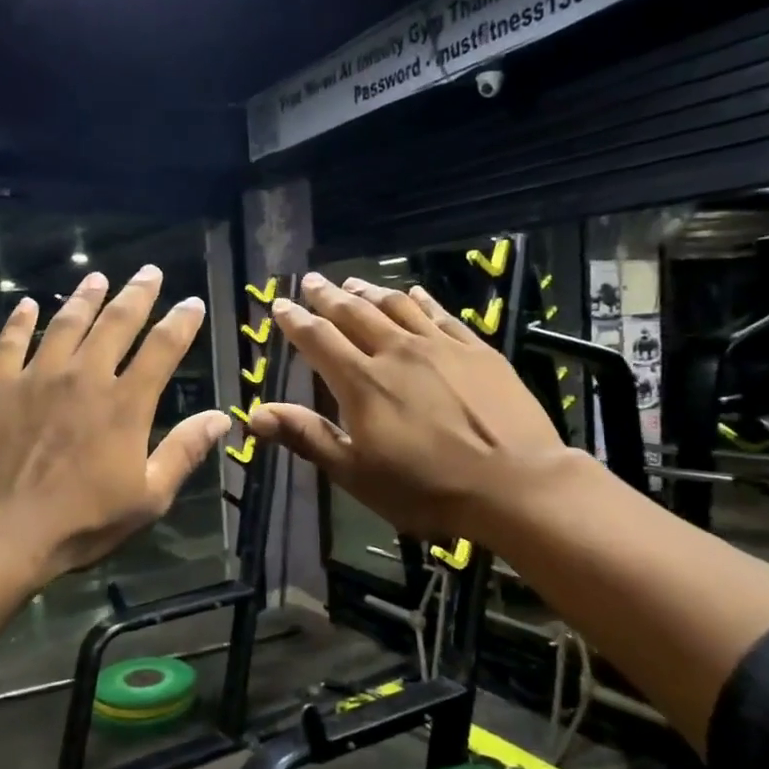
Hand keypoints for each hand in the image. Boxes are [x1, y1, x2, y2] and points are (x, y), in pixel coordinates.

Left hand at [0, 265, 229, 583]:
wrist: (0, 529)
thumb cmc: (82, 521)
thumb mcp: (148, 497)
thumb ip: (184, 451)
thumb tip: (222, 417)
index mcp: (126, 404)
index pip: (162, 349)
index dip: (180, 322)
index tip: (192, 302)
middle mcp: (85, 377)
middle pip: (117, 323)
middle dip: (137, 294)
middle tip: (150, 272)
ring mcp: (38, 377)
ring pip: (67, 323)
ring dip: (85, 297)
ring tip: (97, 278)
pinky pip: (11, 342)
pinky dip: (21, 320)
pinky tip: (27, 305)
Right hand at [249, 272, 565, 545]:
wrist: (514, 484)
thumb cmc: (426, 487)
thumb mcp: (356, 472)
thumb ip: (307, 436)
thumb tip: (254, 414)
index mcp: (362, 382)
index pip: (319, 340)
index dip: (296, 321)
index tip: (280, 305)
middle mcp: (397, 352)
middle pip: (355, 314)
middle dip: (328, 296)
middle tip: (310, 281)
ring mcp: (440, 347)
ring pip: (397, 306)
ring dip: (370, 292)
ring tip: (352, 282)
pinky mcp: (477, 350)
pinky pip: (442, 314)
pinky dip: (421, 299)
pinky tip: (413, 292)